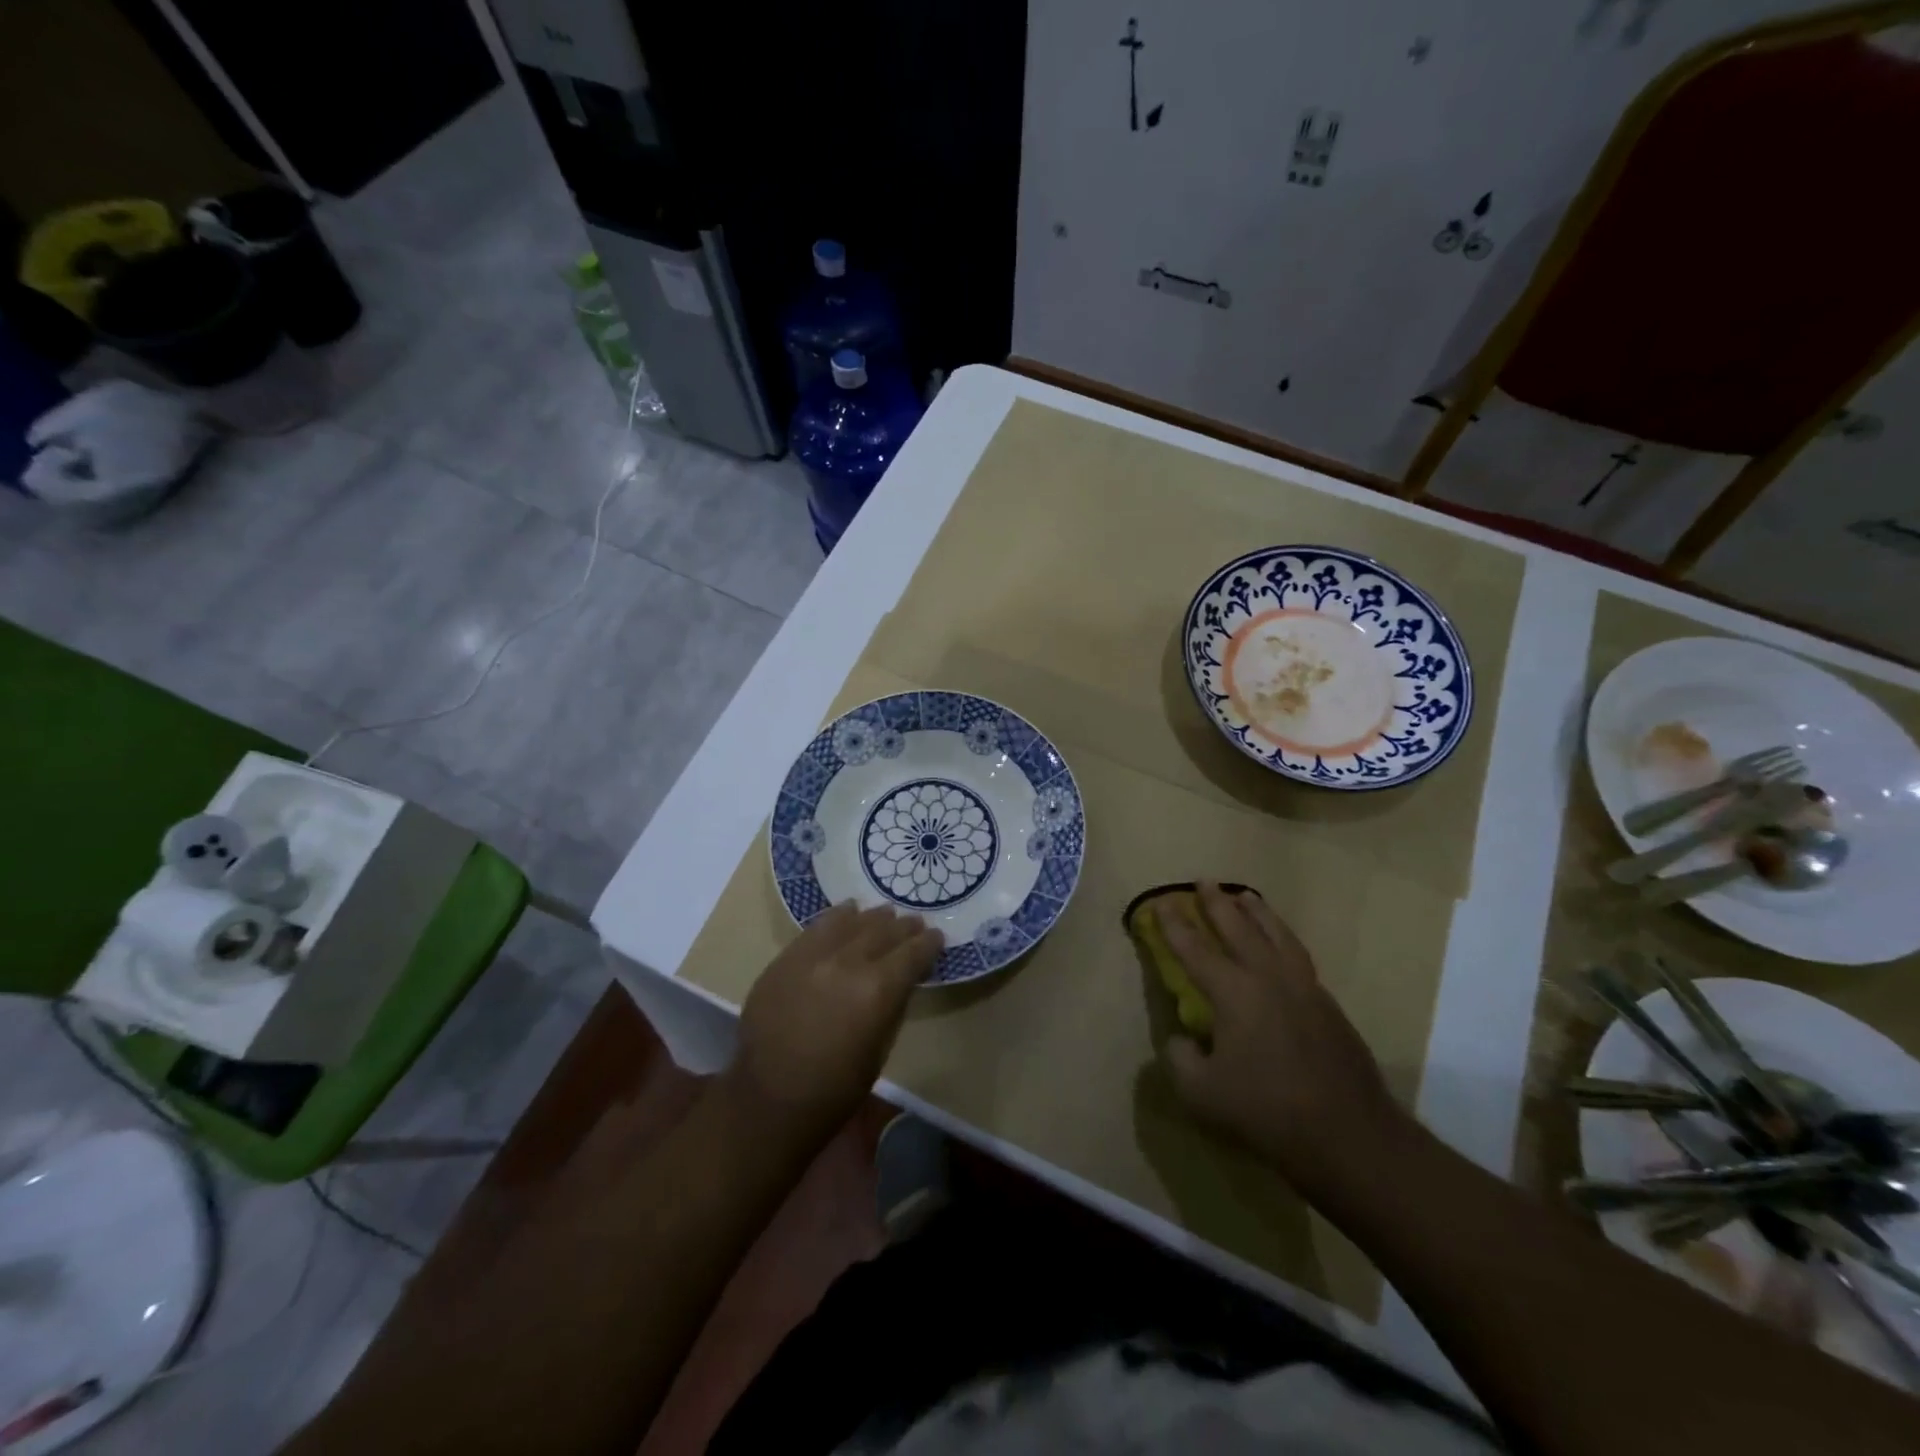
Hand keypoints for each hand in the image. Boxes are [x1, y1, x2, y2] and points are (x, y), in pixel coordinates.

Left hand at [725, 903, 942, 1145]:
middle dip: (903, 927)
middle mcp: (847, 963)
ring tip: (885, 914)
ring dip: (872, 918)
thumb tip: (902, 981)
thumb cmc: (835, 1089)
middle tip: (915, 923)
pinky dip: (837, 917)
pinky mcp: (785, 959)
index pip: (912, 954)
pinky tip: (847, 911)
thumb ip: (893, 1006)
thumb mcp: (880, 1051)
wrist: (768, 1100)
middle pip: (882, 932)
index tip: (937, 937)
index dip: (928, 944)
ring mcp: (812, 957)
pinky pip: (816, 928)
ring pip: (850, 923)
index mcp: (877, 990)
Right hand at [1156, 882, 1411, 1190]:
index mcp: (1233, 993)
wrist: (1349, 1135)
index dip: (1174, 926)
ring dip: (1258, 912)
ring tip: (1246, 896)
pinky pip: (1299, 956)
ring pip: (1277, 935)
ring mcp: (1304, 988)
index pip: (1195, 950)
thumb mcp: (1201, 1093)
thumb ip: (1179, 1058)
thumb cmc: (1266, 1111)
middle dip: (1217, 904)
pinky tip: (1280, 945)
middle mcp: (1268, 978)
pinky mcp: (1328, 1006)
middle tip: (1204, 882)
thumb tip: (1181, 1036)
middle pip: (1239, 928)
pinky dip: (1283, 939)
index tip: (1160, 904)